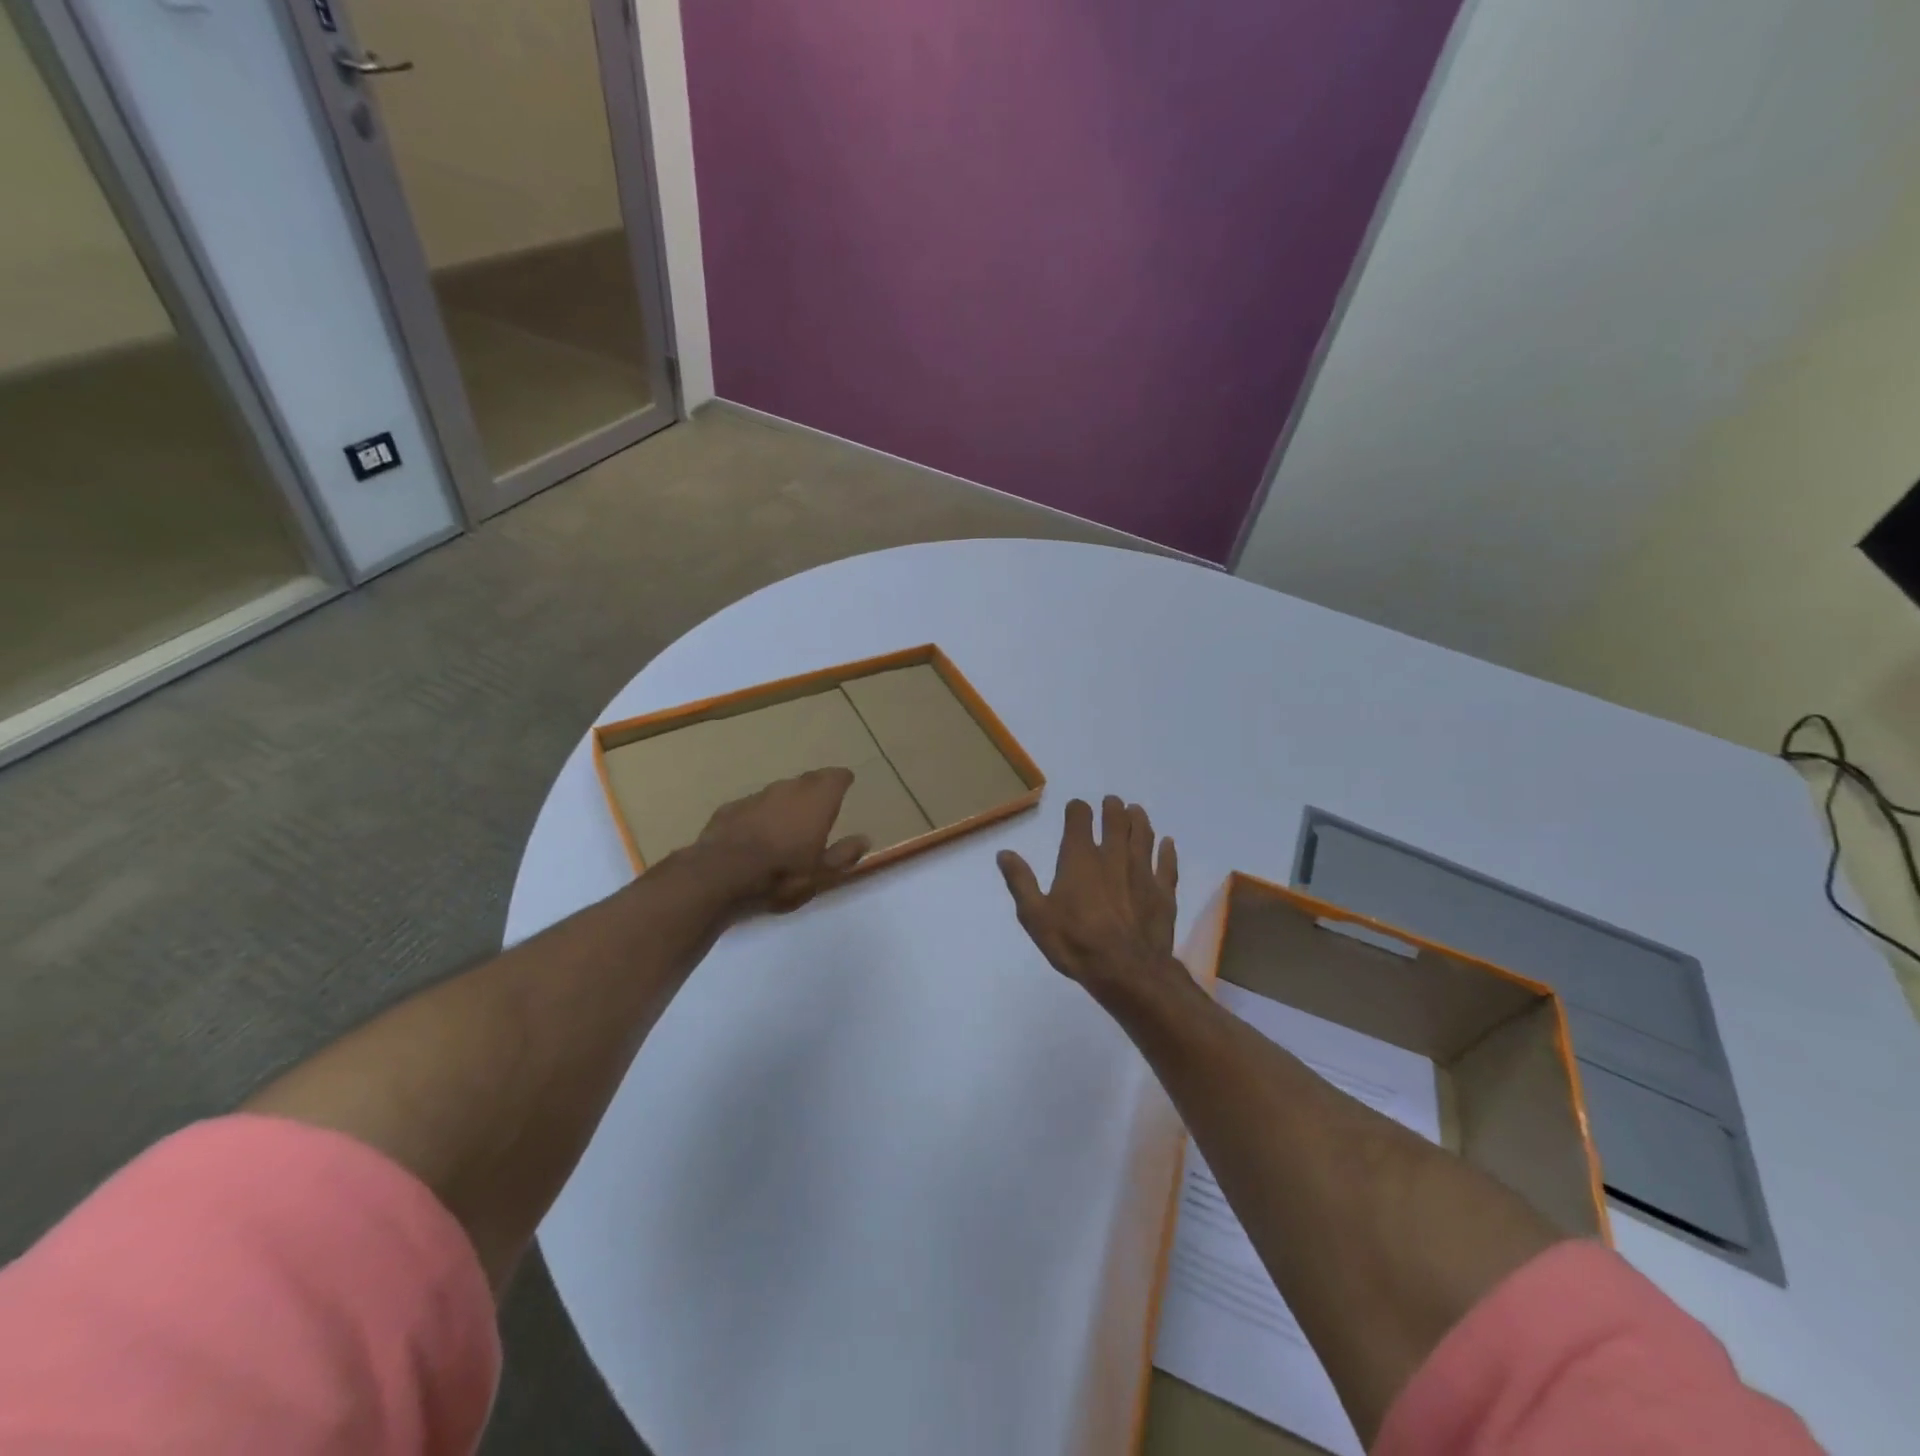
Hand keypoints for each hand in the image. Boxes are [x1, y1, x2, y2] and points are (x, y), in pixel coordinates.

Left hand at [687, 768, 869, 911]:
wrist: (719, 876)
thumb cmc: (780, 875)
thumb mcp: (822, 874)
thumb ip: (844, 854)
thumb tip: (864, 839)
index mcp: (816, 802)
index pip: (835, 777)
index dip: (842, 779)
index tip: (846, 782)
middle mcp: (788, 790)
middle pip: (807, 780)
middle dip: (817, 787)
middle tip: (821, 801)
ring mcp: (756, 797)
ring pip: (778, 792)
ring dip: (786, 802)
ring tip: (789, 820)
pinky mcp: (729, 809)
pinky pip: (753, 806)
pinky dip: (760, 815)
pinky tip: (756, 833)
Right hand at [997, 796, 1178, 993]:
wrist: (1127, 971)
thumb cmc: (1075, 943)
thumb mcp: (1035, 916)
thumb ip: (1021, 881)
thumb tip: (1004, 853)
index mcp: (1080, 858)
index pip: (1080, 818)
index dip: (1077, 809)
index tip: (1076, 808)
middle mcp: (1113, 855)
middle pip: (1116, 820)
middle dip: (1113, 808)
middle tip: (1112, 802)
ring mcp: (1142, 871)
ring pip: (1144, 835)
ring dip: (1139, 820)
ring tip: (1136, 811)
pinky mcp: (1164, 891)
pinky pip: (1167, 863)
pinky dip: (1167, 850)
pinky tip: (1168, 844)